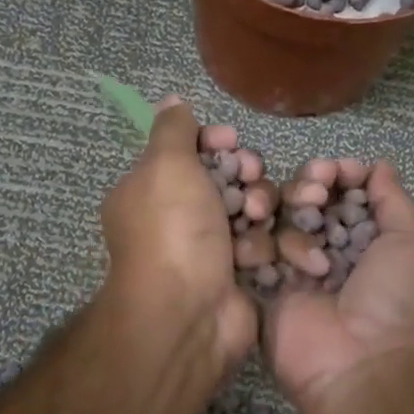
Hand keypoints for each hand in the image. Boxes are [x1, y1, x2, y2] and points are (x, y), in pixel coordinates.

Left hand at [99, 98, 258, 378]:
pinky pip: (262, 244)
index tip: (231, 140)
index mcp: (151, 191)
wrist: (188, 312)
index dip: (214, 142)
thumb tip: (173, 102)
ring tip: (256, 218)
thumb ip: (173, 129)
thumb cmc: (172, 230)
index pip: (189, 153)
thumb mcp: (165, 165)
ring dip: (258, 208)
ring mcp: (211, 249)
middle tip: (250, 176)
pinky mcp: (239, 274)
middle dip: (245, 173)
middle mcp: (179, 219)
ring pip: (252, 210)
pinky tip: (255, 255)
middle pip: (228, 178)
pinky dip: (261, 246)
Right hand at [268, 160, 413, 413]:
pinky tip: (271, 258)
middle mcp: (331, 248)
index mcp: (369, 236)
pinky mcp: (264, 288)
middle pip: (305, 197)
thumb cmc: (399, 300)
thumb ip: (392, 198)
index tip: (334, 172)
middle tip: (313, 195)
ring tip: (304, 246)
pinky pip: (250, 250)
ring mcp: (294, 268)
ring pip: (276, 218)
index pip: (343, 189)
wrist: (364, 365)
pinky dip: (256, 245)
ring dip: (287, 219)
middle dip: (308, 186)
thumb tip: (377, 165)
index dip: (337, 173)